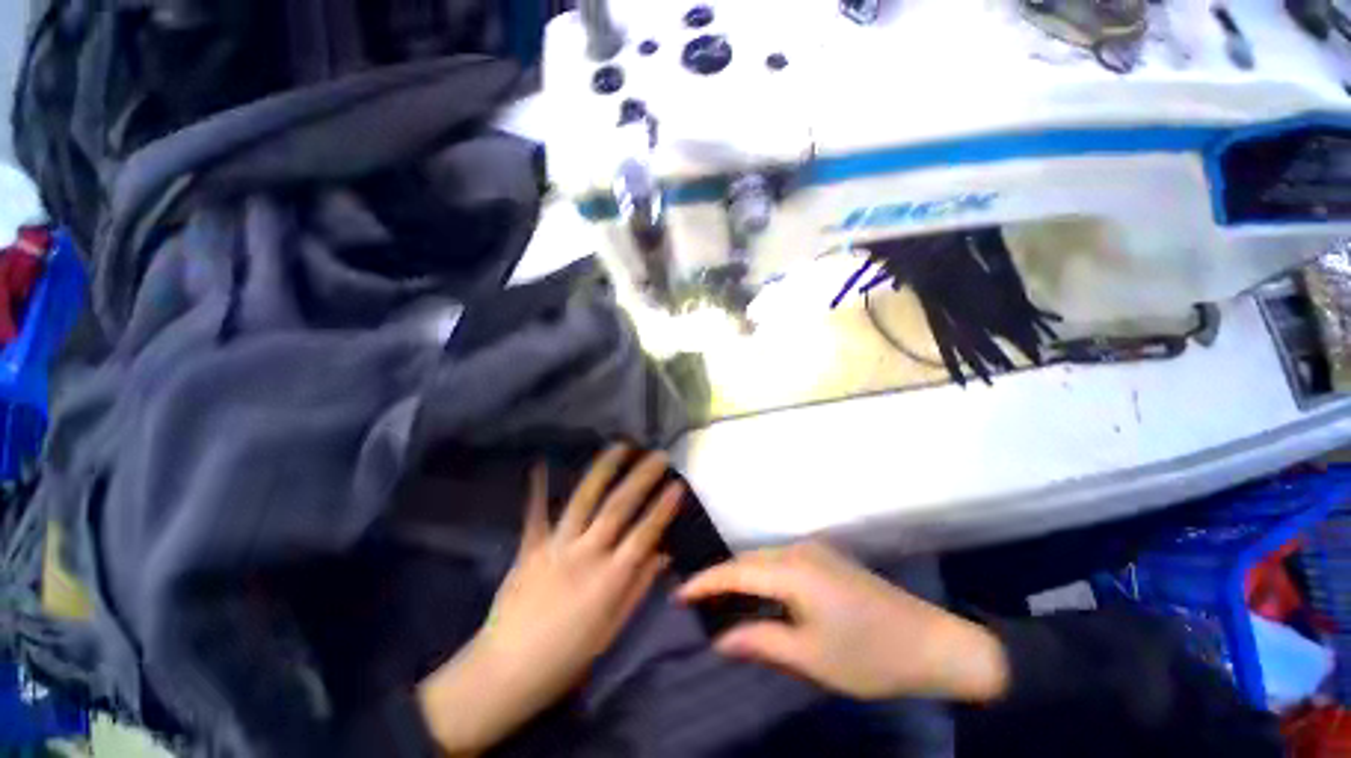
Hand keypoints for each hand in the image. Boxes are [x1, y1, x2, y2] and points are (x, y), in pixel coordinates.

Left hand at [418, 446, 683, 754]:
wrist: (506, 672)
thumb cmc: (567, 657)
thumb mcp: (612, 629)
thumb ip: (638, 587)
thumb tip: (663, 554)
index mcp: (609, 579)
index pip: (644, 534)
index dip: (663, 508)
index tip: (677, 484)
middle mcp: (586, 554)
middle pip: (618, 508)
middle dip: (641, 478)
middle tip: (658, 455)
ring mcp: (556, 547)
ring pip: (584, 500)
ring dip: (604, 469)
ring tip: (620, 446)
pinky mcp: (529, 548)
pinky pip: (536, 514)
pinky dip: (538, 489)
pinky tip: (542, 464)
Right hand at [678, 542, 1008, 702]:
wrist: (933, 642)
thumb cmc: (869, 655)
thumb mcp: (810, 655)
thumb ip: (760, 641)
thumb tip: (720, 638)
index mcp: (793, 571)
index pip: (736, 571)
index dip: (705, 581)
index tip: (678, 594)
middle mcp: (799, 550)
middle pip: (748, 560)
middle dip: (720, 577)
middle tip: (695, 600)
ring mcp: (815, 550)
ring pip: (764, 558)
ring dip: (741, 576)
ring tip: (720, 599)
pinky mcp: (827, 558)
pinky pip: (780, 561)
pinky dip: (761, 576)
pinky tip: (758, 595)